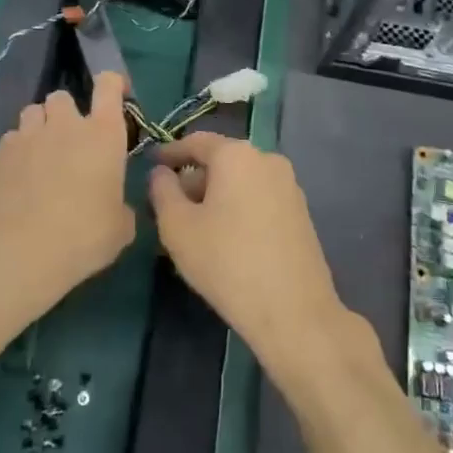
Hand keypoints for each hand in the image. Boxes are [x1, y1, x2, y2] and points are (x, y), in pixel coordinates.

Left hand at [0, 72, 135, 335]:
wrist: (14, 252)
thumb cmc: (81, 238)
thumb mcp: (119, 230)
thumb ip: (120, 208)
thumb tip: (115, 207)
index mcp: (103, 135)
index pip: (109, 86)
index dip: (113, 84)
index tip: (114, 95)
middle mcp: (65, 125)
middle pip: (62, 96)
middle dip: (66, 113)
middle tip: (69, 143)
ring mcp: (26, 136)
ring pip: (32, 113)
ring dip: (39, 128)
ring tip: (39, 158)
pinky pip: (9, 141)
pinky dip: (15, 153)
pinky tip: (14, 181)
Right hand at [148, 133, 349, 375]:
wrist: (293, 310)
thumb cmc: (226, 262)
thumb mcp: (177, 227)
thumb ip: (162, 192)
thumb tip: (162, 173)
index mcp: (237, 154)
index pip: (196, 142)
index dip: (170, 152)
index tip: (151, 164)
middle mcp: (267, 160)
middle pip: (221, 162)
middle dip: (193, 181)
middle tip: (168, 208)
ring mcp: (289, 186)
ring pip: (240, 182)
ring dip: (215, 198)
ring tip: (193, 229)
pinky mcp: (300, 213)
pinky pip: (258, 199)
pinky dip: (237, 209)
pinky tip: (224, 240)